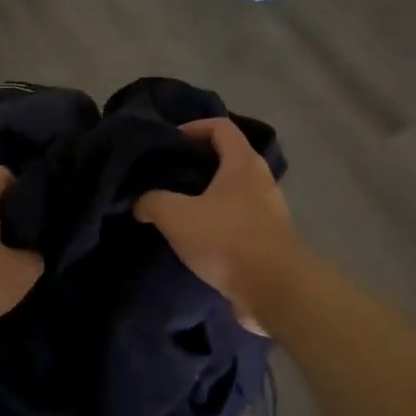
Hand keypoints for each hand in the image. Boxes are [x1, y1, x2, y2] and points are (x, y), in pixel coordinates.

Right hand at [136, 118, 301, 323]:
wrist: (273, 289)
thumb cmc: (226, 240)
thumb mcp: (177, 217)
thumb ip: (153, 202)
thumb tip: (142, 203)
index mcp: (243, 163)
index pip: (221, 127)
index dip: (193, 127)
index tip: (169, 142)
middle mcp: (261, 180)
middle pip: (229, 158)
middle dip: (198, 164)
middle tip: (168, 176)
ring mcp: (270, 211)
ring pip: (234, 192)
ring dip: (209, 196)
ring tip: (179, 210)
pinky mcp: (269, 239)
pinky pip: (240, 220)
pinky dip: (219, 222)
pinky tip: (198, 239)